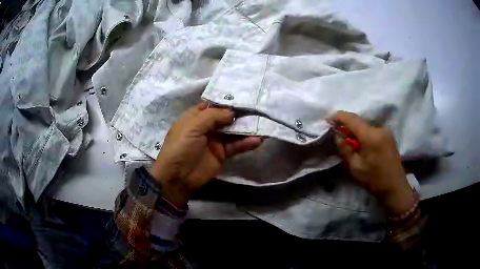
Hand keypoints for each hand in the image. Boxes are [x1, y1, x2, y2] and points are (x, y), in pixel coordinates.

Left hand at [149, 103, 262, 206]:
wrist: (178, 177)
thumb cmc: (181, 147)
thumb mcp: (193, 126)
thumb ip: (212, 116)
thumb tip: (232, 112)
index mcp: (195, 117)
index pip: (213, 105)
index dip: (226, 102)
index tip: (243, 97)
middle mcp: (206, 127)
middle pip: (225, 118)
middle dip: (240, 114)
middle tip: (258, 109)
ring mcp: (215, 141)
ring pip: (233, 131)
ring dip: (247, 128)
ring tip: (263, 123)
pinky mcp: (222, 154)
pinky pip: (236, 146)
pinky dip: (246, 143)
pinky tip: (258, 140)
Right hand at [330, 111, 413, 215]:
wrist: (395, 187)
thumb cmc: (374, 179)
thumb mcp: (356, 167)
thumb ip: (345, 149)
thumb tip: (337, 136)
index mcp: (371, 136)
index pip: (351, 119)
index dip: (338, 117)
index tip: (327, 119)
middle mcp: (379, 129)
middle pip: (359, 120)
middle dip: (346, 122)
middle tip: (335, 128)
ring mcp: (385, 131)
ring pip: (366, 124)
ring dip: (355, 128)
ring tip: (346, 136)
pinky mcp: (388, 136)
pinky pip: (372, 129)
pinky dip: (363, 132)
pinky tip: (359, 141)